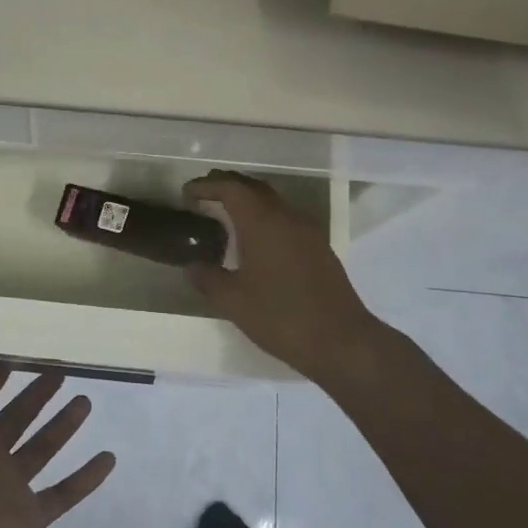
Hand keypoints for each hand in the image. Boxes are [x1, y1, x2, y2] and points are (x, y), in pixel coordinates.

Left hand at [0, 354, 115, 527]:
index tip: (12, 360)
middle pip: (17, 418)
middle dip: (36, 395)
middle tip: (59, 372)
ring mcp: (11, 486)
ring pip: (43, 448)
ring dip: (63, 426)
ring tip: (84, 402)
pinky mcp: (30, 514)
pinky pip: (64, 493)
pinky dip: (86, 478)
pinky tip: (108, 458)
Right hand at [184, 171, 401, 383]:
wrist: (340, 341)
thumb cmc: (280, 317)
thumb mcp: (233, 301)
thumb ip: (208, 278)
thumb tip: (192, 266)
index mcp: (263, 222)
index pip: (232, 189)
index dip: (207, 186)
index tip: (187, 192)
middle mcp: (287, 217)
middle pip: (254, 188)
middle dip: (228, 186)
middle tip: (204, 195)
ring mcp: (308, 232)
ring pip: (273, 202)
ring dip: (248, 201)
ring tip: (225, 215)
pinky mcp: (319, 248)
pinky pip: (286, 219)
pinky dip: (265, 218)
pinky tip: (255, 240)